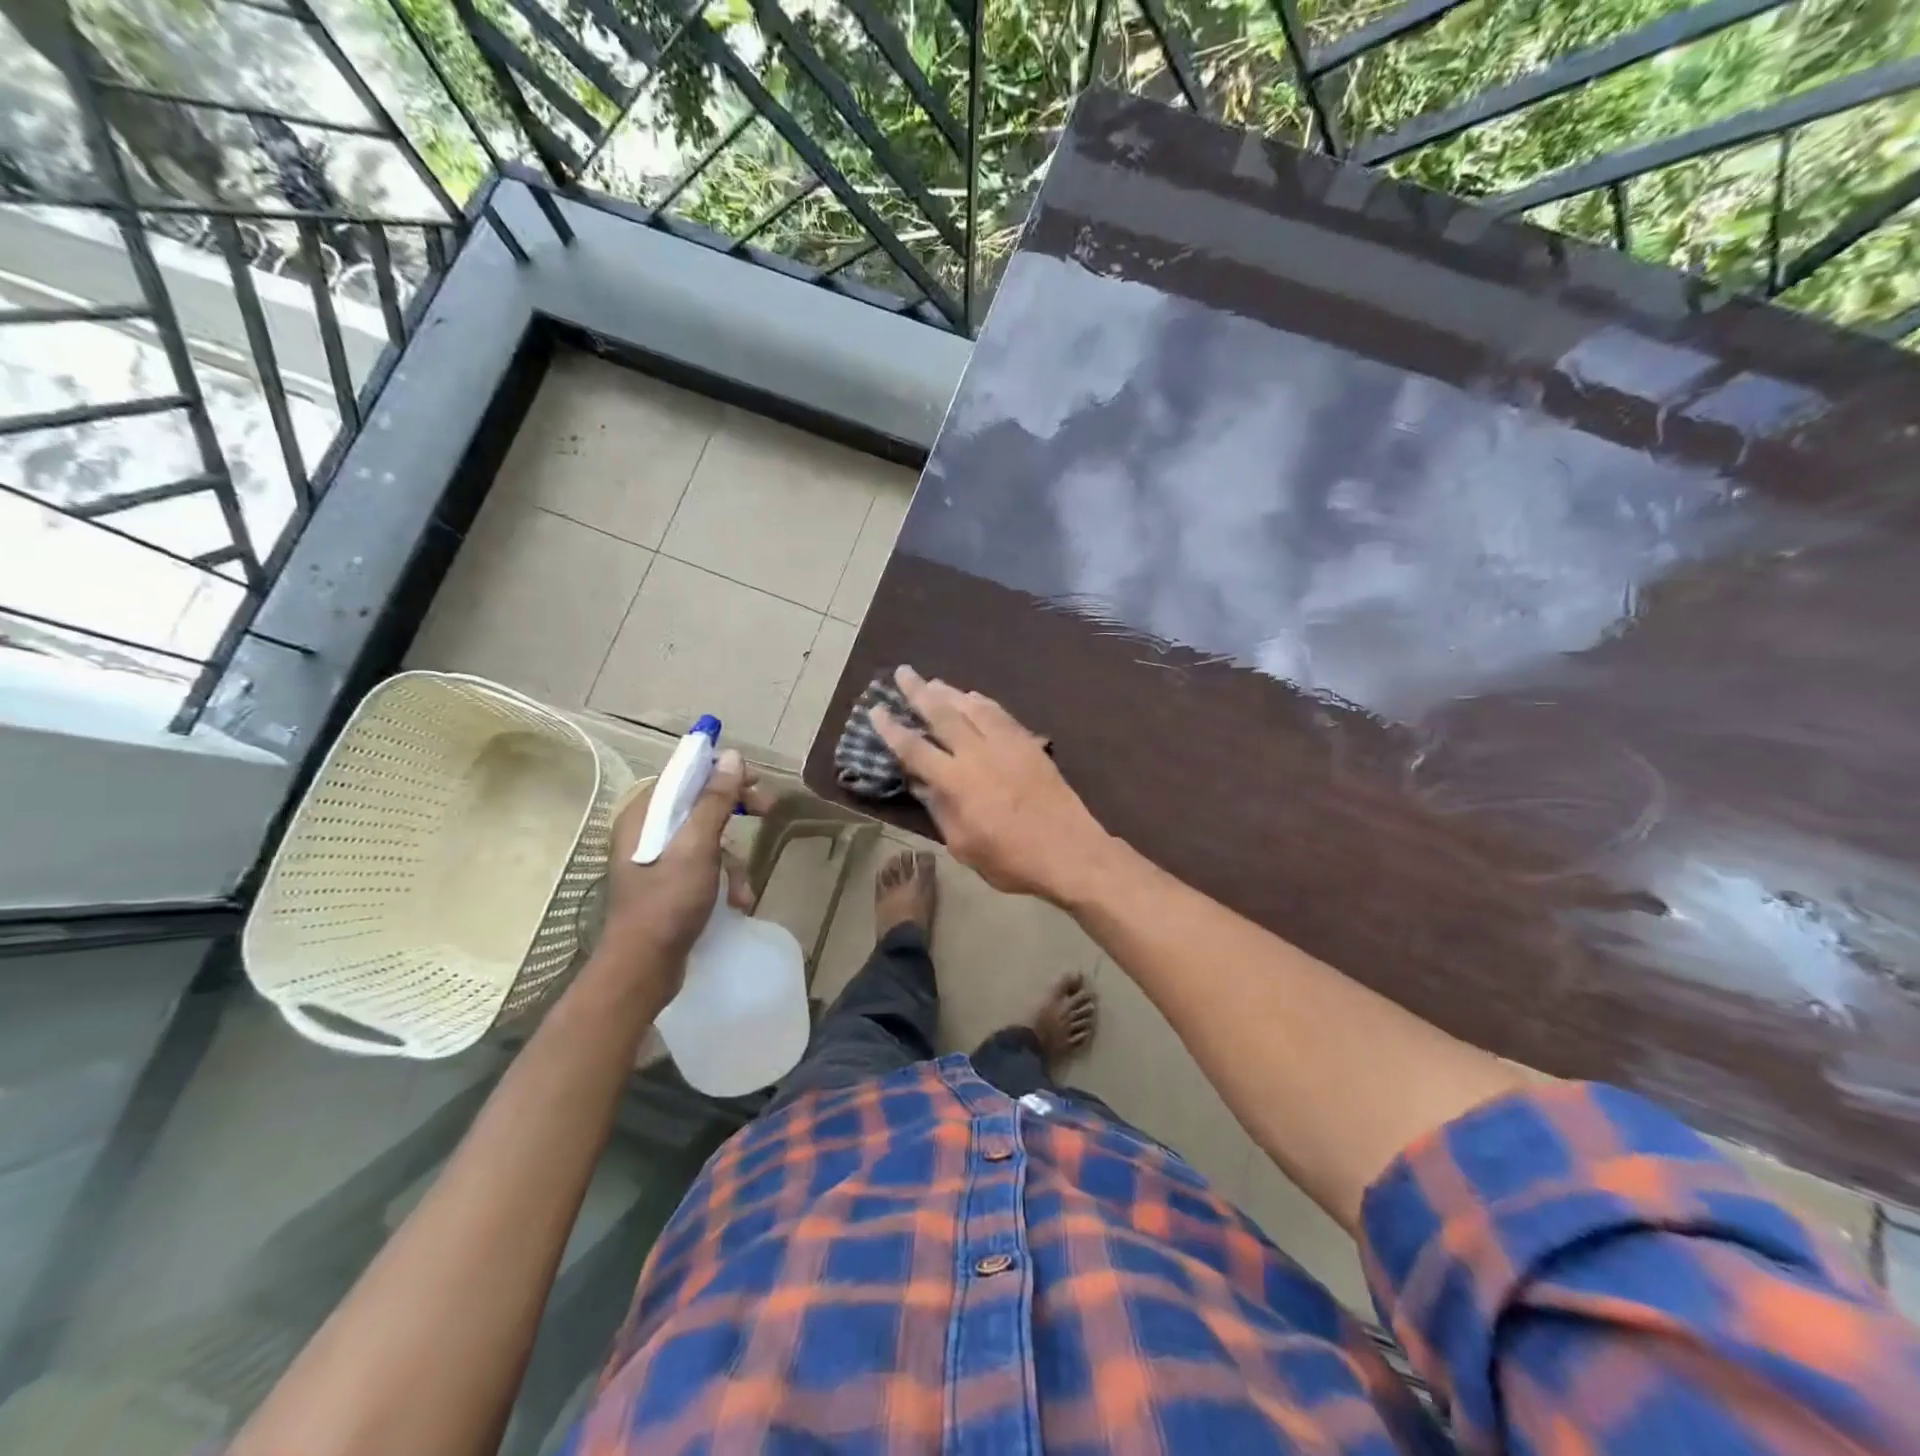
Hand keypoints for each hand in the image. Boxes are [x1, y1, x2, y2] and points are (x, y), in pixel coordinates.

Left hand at [595, 749, 774, 997]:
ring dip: (734, 860)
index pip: (685, 774)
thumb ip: (714, 800)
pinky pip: (704, 866)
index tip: (755, 781)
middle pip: (699, 804)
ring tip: (744, 888)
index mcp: (643, 815)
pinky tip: (737, 902)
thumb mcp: (697, 847)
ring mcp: (658, 860)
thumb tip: (730, 756)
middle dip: (735, 812)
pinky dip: (724, 880)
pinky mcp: (669, 884)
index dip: (721, 772)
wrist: (643, 968)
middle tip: (767, 811)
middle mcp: (646, 831)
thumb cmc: (667, 903)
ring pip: (708, 838)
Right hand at [872, 666, 1112, 903]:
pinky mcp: (1028, 744)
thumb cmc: (1011, 859)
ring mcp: (1006, 744)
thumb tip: (919, 783)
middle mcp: (977, 754)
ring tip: (932, 681)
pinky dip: (982, 702)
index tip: (876, 710)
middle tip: (902, 672)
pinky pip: (1000, 714)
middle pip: (942, 714)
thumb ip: (939, 810)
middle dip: (918, 691)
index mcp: (956, 782)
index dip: (892, 729)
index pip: (914, 749)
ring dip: (949, 691)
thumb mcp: (963, 845)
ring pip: (972, 707)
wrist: (1069, 851)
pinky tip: (973, 697)